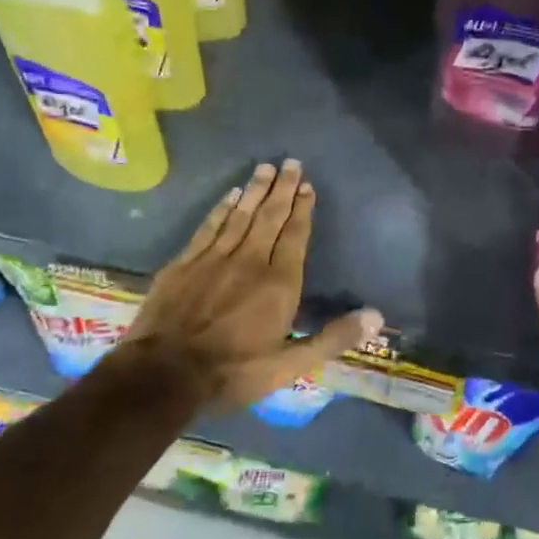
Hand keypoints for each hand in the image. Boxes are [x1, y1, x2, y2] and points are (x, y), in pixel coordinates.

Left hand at [111, 159, 381, 410]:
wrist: (162, 375)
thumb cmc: (232, 372)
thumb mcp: (289, 366)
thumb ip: (332, 338)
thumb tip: (376, 317)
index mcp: (279, 283)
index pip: (295, 236)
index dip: (303, 209)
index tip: (308, 186)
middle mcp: (250, 260)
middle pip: (270, 217)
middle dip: (283, 189)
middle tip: (291, 163)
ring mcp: (214, 258)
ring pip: (241, 215)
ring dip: (256, 191)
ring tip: (266, 168)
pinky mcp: (184, 263)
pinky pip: (209, 226)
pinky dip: (222, 208)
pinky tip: (230, 195)